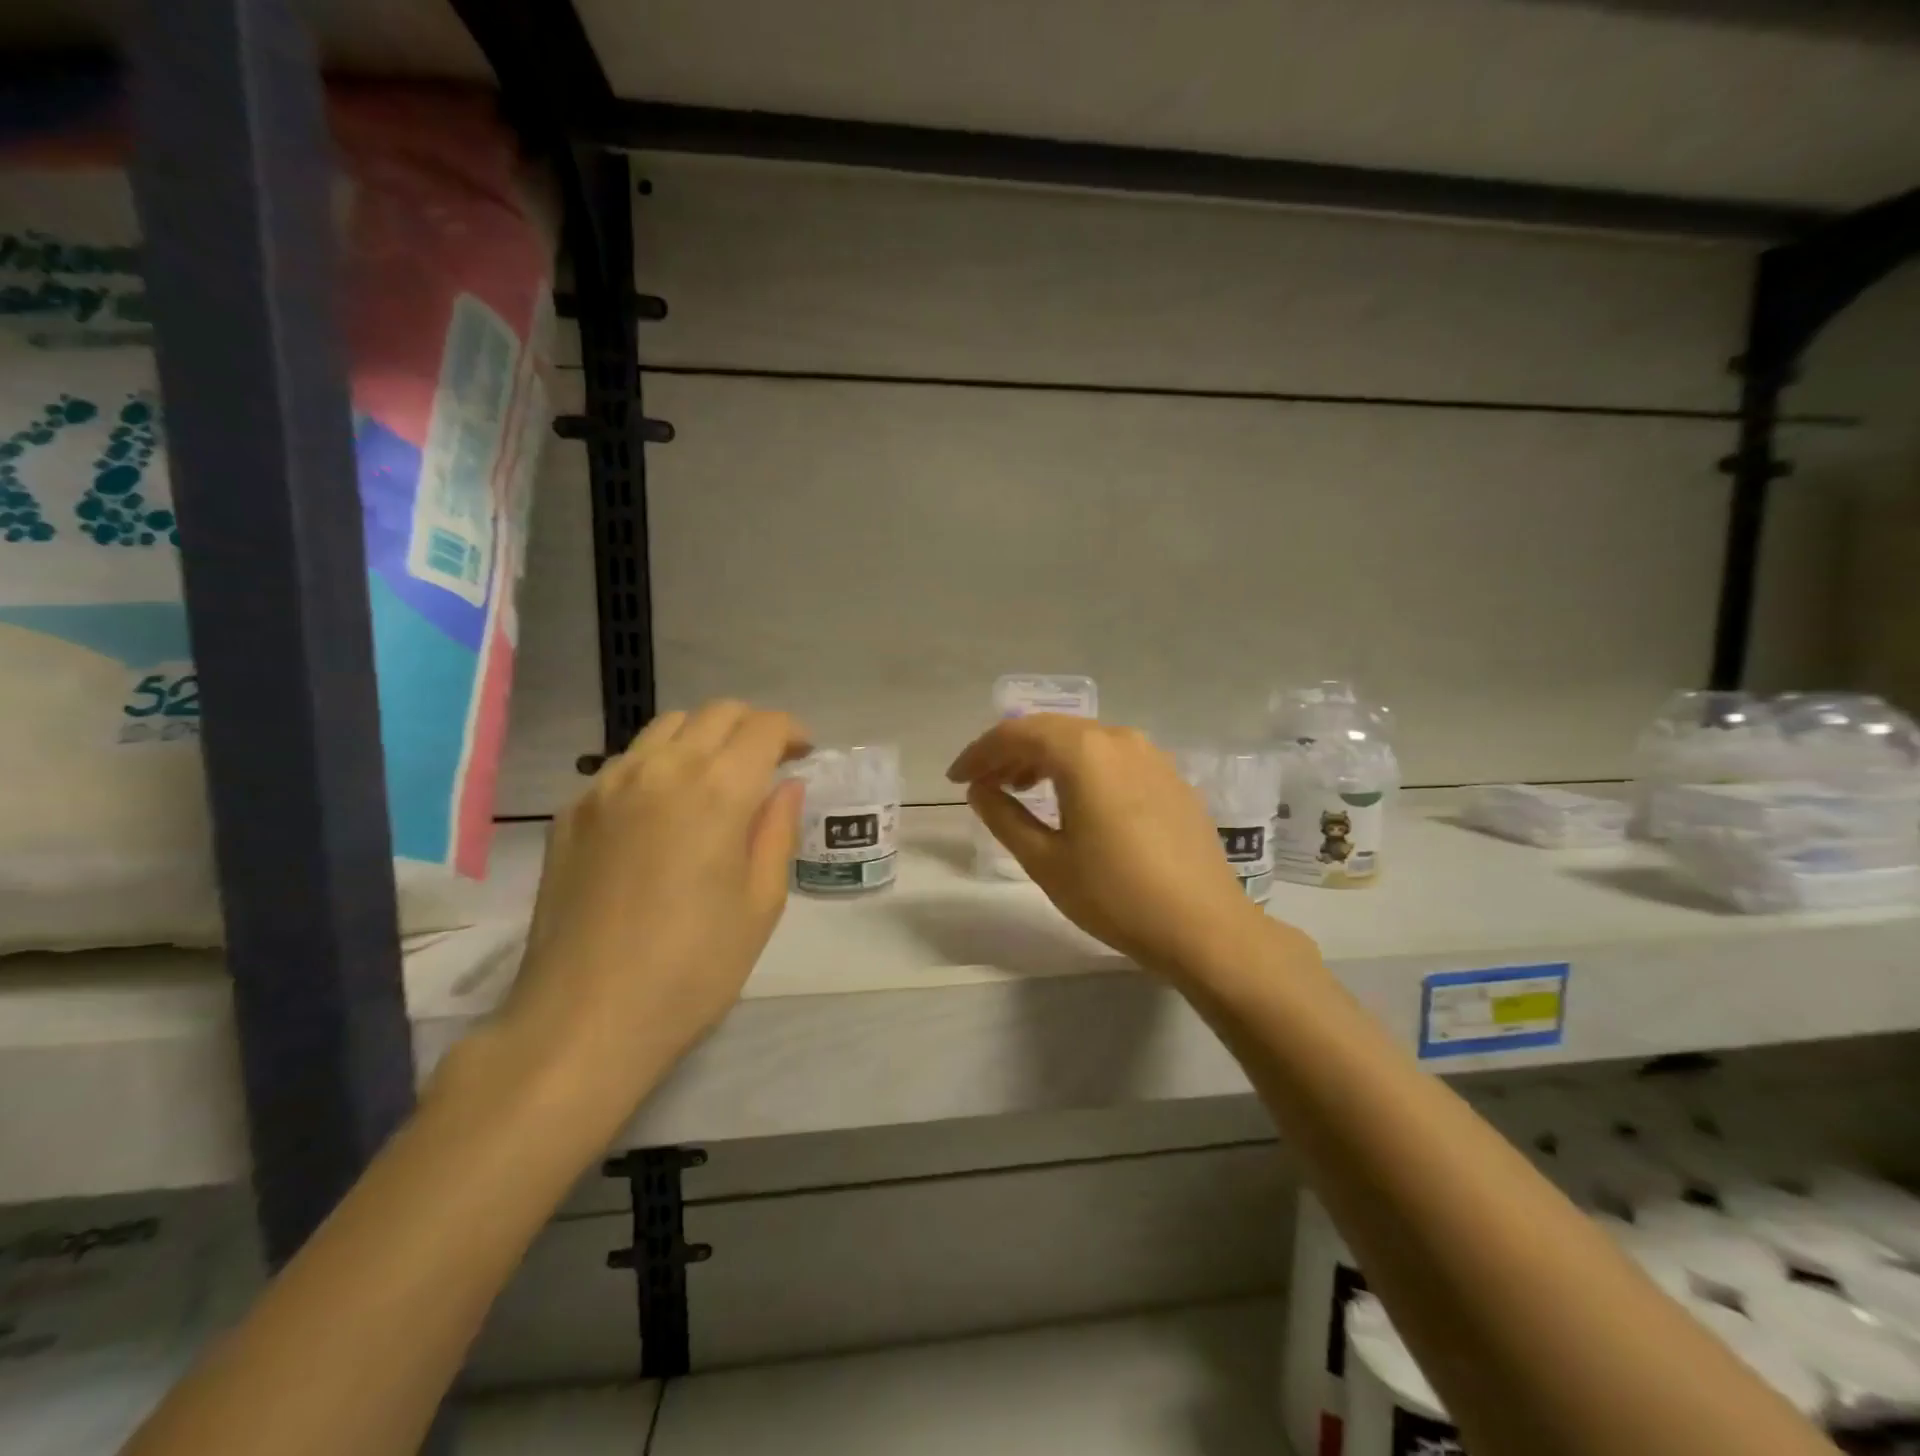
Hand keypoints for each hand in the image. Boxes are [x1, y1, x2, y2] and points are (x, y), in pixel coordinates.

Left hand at [493, 701, 807, 1129]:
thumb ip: (777, 831)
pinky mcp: (573, 813)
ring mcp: (607, 787)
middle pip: (715, 713)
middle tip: (767, 764)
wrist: (584, 1020)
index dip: (791, 731)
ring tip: (715, 782)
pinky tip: (663, 814)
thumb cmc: (693, 968)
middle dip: (750, 727)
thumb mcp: (761, 903)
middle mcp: (661, 770)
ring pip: (665, 729)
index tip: (802, 754)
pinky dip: (659, 767)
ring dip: (703, 739)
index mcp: (718, 790)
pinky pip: (625, 764)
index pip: (762, 726)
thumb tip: (786, 786)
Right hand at [947, 715, 1275, 978]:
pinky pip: (1112, 757)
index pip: (1016, 734)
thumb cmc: (1115, 895)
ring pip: (1084, 741)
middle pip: (1051, 730)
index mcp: (1084, 751)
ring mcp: (1151, 755)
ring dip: (1046, 758)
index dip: (979, 753)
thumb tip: (979, 790)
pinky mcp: (1171, 777)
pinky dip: (1081, 768)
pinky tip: (1075, 800)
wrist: (1204, 927)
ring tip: (1022, 788)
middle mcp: (1119, 738)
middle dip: (1010, 752)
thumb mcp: (1046, 860)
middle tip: (984, 784)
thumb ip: (1004, 816)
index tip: (956, 779)